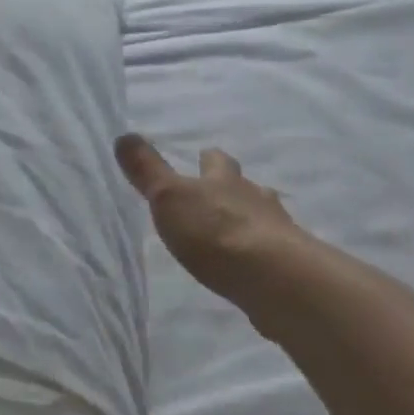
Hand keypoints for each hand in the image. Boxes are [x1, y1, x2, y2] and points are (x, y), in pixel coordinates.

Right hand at [115, 133, 312, 313]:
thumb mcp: (168, 197)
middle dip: (232, 188)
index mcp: (223, 180)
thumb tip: (123, 135)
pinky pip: (274, 252)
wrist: (275, 279)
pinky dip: (262, 253)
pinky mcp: (290, 265)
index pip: (216, 161)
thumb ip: (148, 170)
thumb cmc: (215, 231)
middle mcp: (255, 198)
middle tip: (218, 195)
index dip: (208, 160)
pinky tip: (252, 266)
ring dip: (250, 220)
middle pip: (245, 186)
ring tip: (234, 233)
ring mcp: (278, 231)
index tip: (202, 157)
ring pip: (263, 216)